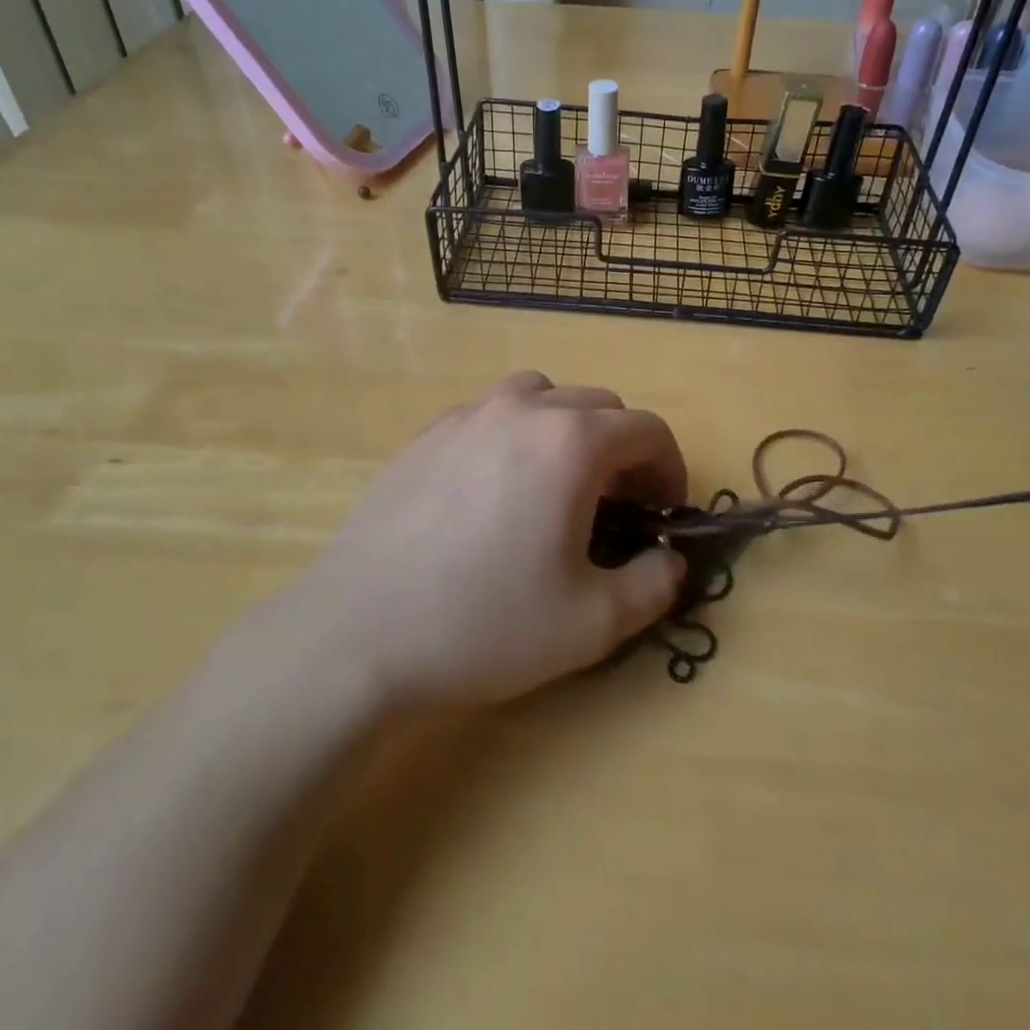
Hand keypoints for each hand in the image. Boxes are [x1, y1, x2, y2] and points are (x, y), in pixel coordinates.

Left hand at [281, 372, 687, 709]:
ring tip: (556, 485)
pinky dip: (515, 434)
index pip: (647, 429)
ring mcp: (467, 414)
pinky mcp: (426, 433)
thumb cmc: (486, 624)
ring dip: (567, 429)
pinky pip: (490, 412)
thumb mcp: (593, 623)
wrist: (358, 633)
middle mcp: (522, 409)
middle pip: (598, 405)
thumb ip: (653, 586)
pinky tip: (493, 490)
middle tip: (615, 506)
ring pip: (541, 395)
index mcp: (571, 442)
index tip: (663, 513)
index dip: (669, 469)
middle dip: (622, 449)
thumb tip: (671, 562)